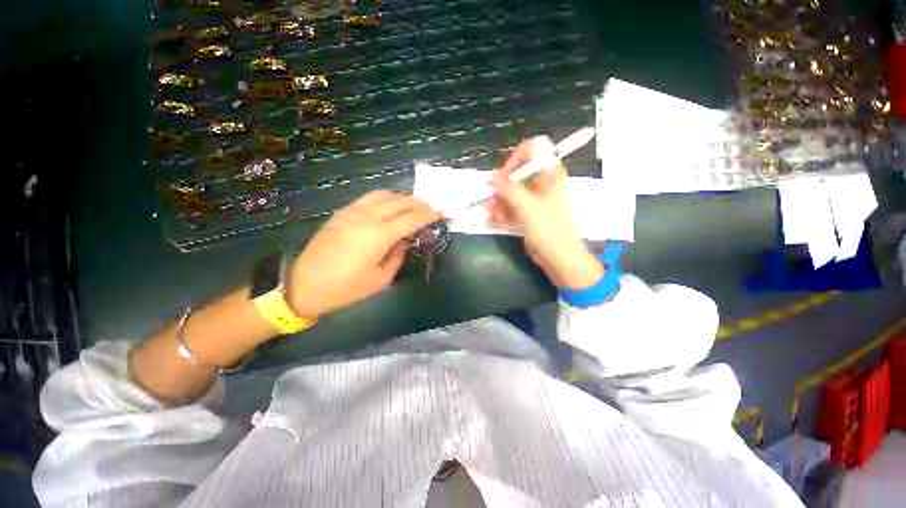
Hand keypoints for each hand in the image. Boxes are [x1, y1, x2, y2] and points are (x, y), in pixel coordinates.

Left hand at [287, 191, 439, 317]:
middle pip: (399, 201)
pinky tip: (389, 208)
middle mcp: (367, 217)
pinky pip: (368, 198)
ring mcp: (352, 212)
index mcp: (379, 235)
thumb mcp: (380, 279)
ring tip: (411, 206)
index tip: (440, 214)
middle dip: (418, 203)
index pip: (411, 218)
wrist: (304, 285)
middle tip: (429, 209)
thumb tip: (403, 241)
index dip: (428, 215)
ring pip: (383, 195)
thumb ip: (397, 256)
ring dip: (401, 198)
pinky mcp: (342, 213)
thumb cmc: (346, 288)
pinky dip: (385, 199)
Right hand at [488, 137, 603, 288]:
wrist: (560, 259)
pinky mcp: (531, 213)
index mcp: (550, 175)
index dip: (516, 159)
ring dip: (500, 200)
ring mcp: (536, 199)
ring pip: (513, 191)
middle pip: (518, 173)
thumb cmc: (549, 231)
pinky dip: (504, 210)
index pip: (532, 151)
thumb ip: (509, 190)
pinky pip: (514, 205)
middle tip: (492, 199)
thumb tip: (492, 175)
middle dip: (502, 186)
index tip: (503, 175)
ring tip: (492, 213)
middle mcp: (543, 183)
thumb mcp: (528, 208)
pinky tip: (496, 219)